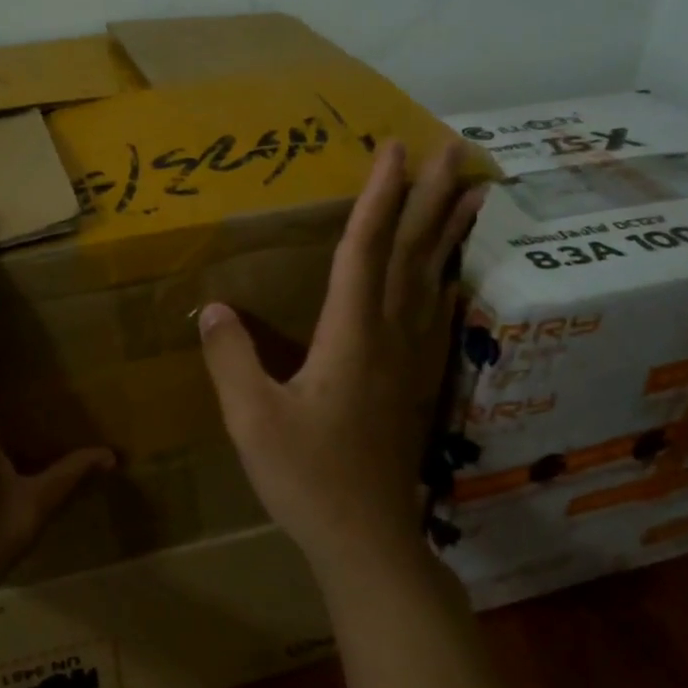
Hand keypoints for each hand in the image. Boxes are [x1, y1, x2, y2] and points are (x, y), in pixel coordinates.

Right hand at [198, 140, 482, 574]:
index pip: (364, 251)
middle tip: (454, 150)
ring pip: (433, 282)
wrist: (365, 538)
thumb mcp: (252, 419)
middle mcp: (388, 337)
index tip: (393, 149)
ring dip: (450, 234)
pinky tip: (450, 275)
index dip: (378, 198)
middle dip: (430, 199)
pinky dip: (446, 281)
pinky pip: (434, 315)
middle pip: (412, 256)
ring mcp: (409, 361)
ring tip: (473, 194)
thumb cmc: (306, 478)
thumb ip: (231, 360)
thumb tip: (214, 309)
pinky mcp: (414, 384)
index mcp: (350, 337)